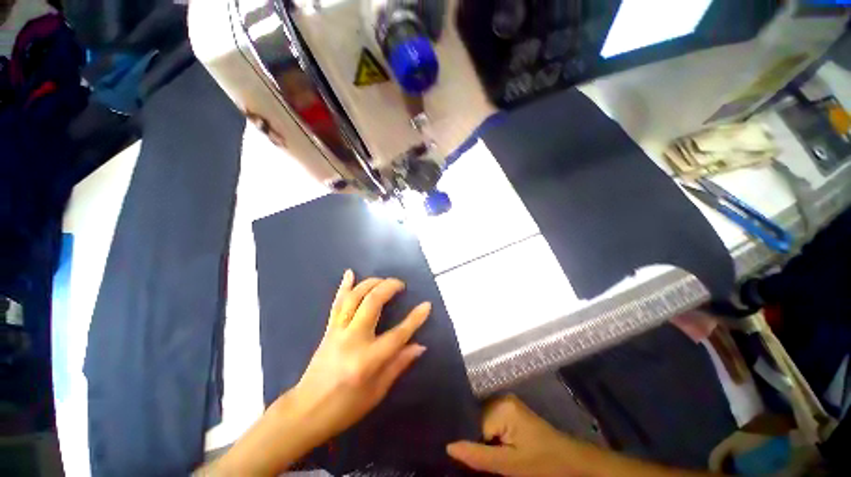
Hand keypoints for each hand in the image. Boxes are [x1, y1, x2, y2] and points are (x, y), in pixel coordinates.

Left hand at [204, 271, 429, 475]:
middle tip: (401, 285)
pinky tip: (350, 273)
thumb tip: (419, 345)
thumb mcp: (377, 392)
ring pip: (355, 297)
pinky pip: (337, 303)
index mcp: (368, 360)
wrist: (305, 412)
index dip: (415, 319)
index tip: (427, 305)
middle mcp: (353, 339)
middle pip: (373, 303)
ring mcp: (338, 331)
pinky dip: (344, 286)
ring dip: (371, 283)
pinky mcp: (329, 329)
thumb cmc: (345, 408)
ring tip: (383, 279)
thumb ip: (399, 365)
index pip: (398, 334)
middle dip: (389, 287)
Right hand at [447, 395, 584, 476]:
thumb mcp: (510, 465)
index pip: (473, 424)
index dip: (472, 443)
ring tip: (490, 454)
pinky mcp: (511, 410)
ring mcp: (507, 403)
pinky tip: (495, 448)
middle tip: (484, 458)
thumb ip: (478, 455)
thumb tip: (449, 447)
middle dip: (477, 439)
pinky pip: (492, 422)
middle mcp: (502, 398)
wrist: (570, 460)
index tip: (471, 458)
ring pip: (483, 422)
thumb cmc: (542, 463)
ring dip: (483, 439)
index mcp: (501, 407)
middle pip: (477, 420)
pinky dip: (491, 436)